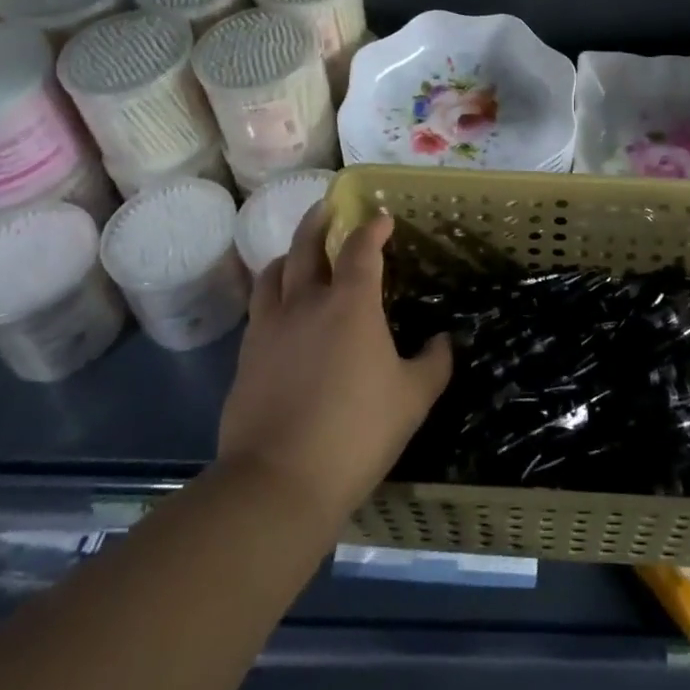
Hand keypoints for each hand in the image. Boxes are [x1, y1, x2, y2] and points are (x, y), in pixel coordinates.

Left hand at [216, 206, 451, 521]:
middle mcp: (306, 302)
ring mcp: (270, 329)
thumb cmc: (356, 432)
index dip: (373, 228)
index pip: (362, 248)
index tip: (382, 219)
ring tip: (296, 254)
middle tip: (326, 207)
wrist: (278, 482)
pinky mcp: (246, 358)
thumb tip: (443, 341)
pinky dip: (271, 296)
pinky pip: (258, 311)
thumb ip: (433, 363)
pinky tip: (279, 312)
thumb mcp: (413, 398)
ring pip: (272, 274)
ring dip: (288, 255)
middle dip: (318, 221)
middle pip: (306, 246)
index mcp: (351, 303)